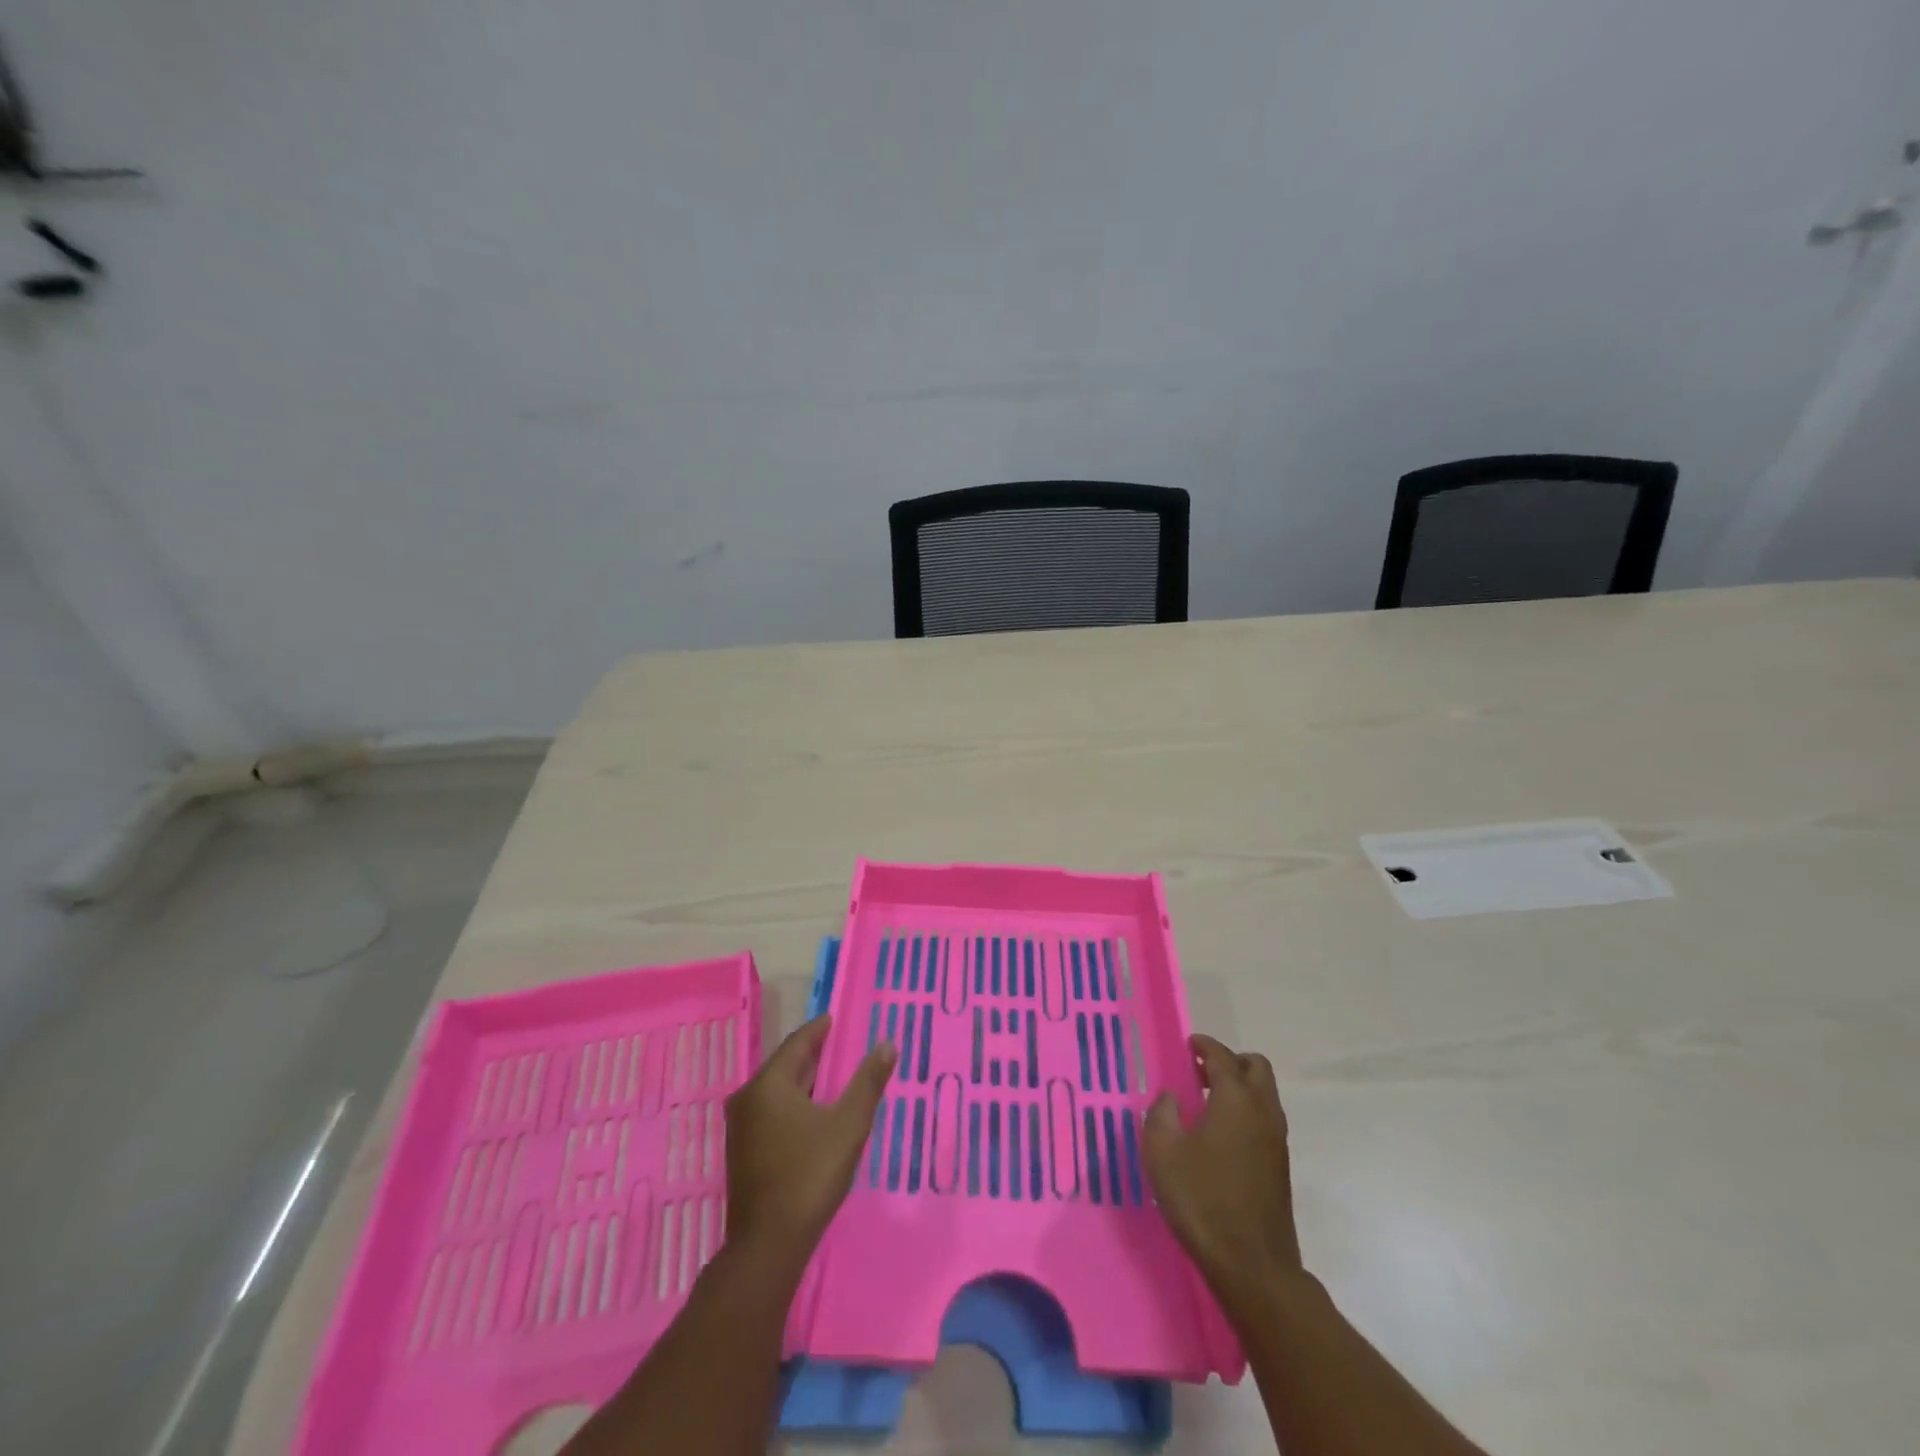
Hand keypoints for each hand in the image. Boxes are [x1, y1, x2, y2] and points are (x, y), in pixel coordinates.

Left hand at [724, 1016, 894, 1273]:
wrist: (768, 1246)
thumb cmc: (809, 1176)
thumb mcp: (848, 1126)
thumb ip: (868, 1082)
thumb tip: (887, 1043)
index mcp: (768, 1085)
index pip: (797, 1043)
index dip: (818, 1030)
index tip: (834, 1019)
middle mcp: (747, 1098)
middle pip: (785, 1065)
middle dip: (812, 1055)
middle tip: (839, 1046)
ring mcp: (741, 1127)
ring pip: (776, 1090)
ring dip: (803, 1081)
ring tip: (831, 1077)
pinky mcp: (742, 1151)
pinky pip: (771, 1111)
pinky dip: (793, 1103)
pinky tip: (812, 1113)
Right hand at [1144, 1033, 1301, 1290]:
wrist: (1252, 1266)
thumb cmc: (1202, 1200)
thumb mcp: (1162, 1152)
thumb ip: (1161, 1114)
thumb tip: (1170, 1097)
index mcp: (1235, 1100)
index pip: (1223, 1056)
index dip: (1205, 1045)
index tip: (1189, 1045)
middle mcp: (1263, 1112)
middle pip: (1256, 1067)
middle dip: (1230, 1061)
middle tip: (1201, 1072)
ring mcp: (1276, 1140)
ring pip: (1265, 1094)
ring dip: (1241, 1087)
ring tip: (1208, 1102)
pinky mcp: (1280, 1166)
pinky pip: (1266, 1119)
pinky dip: (1247, 1111)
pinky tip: (1221, 1134)